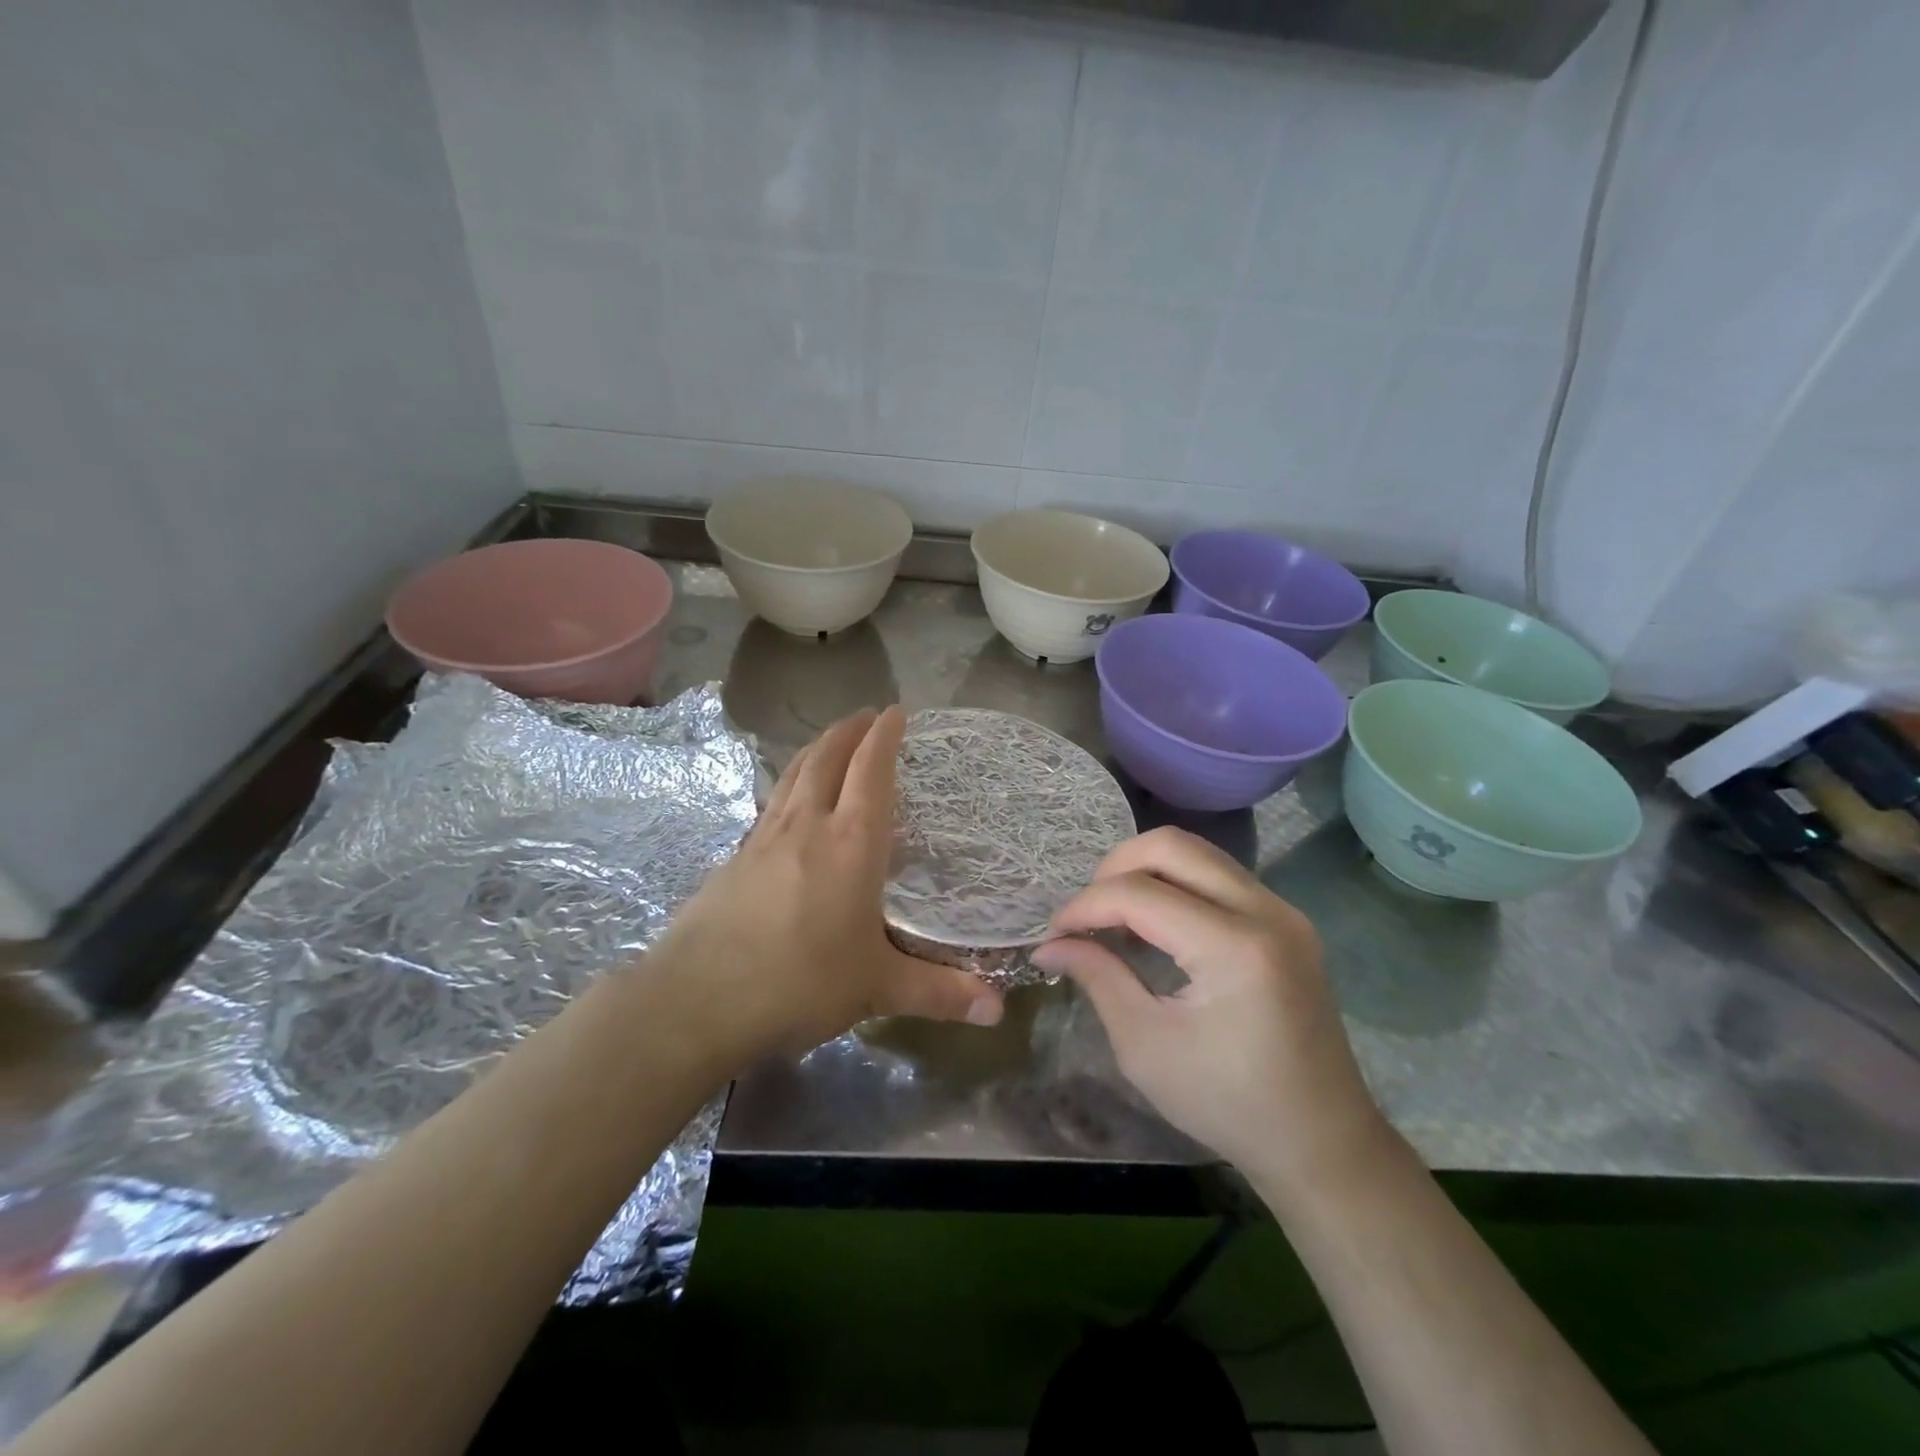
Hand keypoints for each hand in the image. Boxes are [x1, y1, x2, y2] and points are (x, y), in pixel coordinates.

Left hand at [654, 706, 1004, 1064]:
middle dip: (849, 731)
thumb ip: (938, 992)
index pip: (871, 771)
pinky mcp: (735, 859)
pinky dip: (790, 786)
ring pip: (794, 775)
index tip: (896, 711)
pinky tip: (789, 804)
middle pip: (827, 759)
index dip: (885, 737)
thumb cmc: (800, 982)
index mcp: (851, 843)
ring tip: (831, 740)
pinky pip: (772, 804)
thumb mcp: (877, 988)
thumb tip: (997, 1010)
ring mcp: (764, 838)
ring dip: (816, 749)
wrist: (697, 999)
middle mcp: (808, 826)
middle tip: (866, 715)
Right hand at [1032, 828, 1387, 1189]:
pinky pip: (1218, 875)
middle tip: (1087, 914)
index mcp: (1234, 948)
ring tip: (1116, 917)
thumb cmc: (1228, 1104)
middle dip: (1113, 869)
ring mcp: (1282, 911)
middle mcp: (1264, 911)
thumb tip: (1050, 944)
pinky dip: (1176, 884)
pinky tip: (1157, 925)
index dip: (1084, 906)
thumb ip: (1098, 977)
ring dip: (1145, 871)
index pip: (1138, 894)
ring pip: (1196, 852)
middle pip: (1171, 846)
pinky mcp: (1287, 920)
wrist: (1322, 1141)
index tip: (1053, 935)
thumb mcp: (1145, 1046)